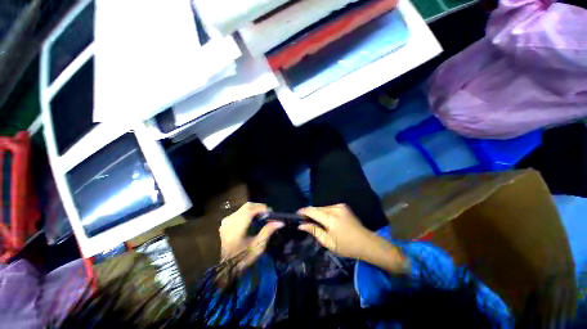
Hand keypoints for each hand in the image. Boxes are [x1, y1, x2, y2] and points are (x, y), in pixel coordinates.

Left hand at [219, 202, 283, 270]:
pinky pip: (240, 211)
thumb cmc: (243, 258)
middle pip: (247, 206)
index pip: (249, 210)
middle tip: (268, 214)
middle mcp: (229, 221)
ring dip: (255, 209)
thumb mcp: (258, 247)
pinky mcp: (226, 221)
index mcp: (236, 229)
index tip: (272, 213)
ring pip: (244, 207)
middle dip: (260, 207)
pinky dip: (249, 211)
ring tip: (263, 216)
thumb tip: (280, 222)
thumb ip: (268, 231)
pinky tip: (254, 218)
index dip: (261, 208)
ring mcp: (226, 220)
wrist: (226, 266)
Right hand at [297, 204, 375, 259]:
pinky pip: (328, 207)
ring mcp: (340, 206)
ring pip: (322, 207)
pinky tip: (324, 219)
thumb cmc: (347, 247)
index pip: (312, 211)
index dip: (303, 211)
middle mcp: (335, 209)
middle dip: (309, 213)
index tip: (296, 214)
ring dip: (317, 212)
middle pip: (317, 208)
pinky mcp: (343, 206)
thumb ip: (314, 231)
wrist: (366, 242)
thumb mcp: (328, 243)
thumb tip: (301, 225)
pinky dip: (324, 212)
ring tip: (314, 221)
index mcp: (331, 219)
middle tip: (304, 221)